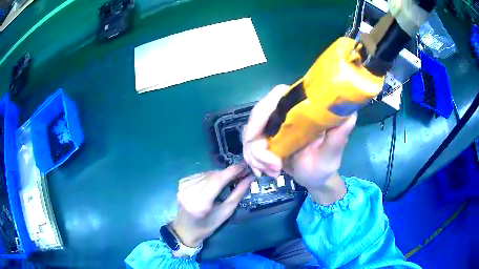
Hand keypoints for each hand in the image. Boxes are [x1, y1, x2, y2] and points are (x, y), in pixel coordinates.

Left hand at [170, 165, 252, 254]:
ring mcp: (183, 187)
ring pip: (207, 173)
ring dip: (220, 174)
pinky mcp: (181, 183)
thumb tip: (249, 178)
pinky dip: (210, 176)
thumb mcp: (224, 214)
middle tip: (241, 172)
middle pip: (212, 175)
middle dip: (228, 172)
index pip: (216, 181)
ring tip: (230, 178)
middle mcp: (188, 192)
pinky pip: (200, 174)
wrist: (184, 229)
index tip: (244, 165)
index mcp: (199, 204)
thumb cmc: (206, 227)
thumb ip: (237, 195)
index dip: (231, 171)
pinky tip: (215, 183)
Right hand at [243, 85, 356, 203]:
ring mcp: (273, 126)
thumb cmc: (325, 165)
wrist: (314, 179)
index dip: (262, 111)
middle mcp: (286, 113)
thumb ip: (339, 135)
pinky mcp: (266, 139)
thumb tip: (351, 114)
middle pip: (257, 116)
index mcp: (302, 109)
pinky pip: (249, 145)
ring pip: (250, 134)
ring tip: (273, 172)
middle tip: (272, 166)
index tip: (255, 137)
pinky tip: (264, 171)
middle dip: (257, 145)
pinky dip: (254, 160)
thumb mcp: (332, 153)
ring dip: (256, 156)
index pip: (277, 96)